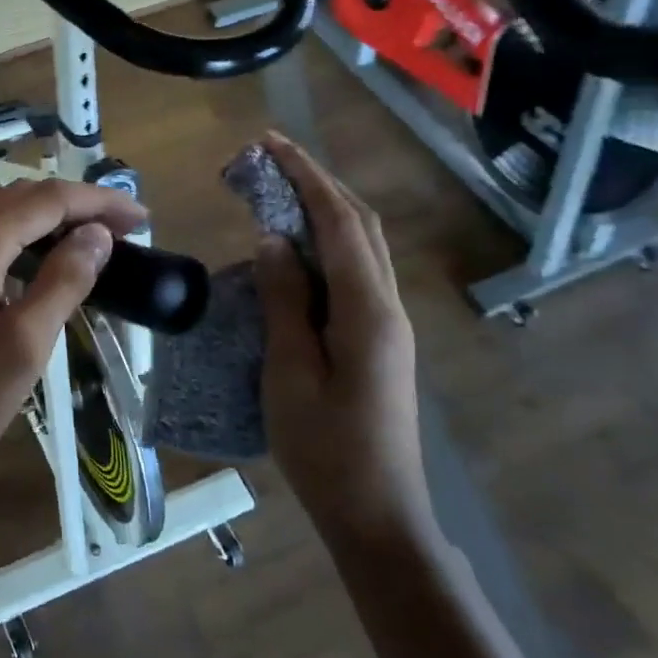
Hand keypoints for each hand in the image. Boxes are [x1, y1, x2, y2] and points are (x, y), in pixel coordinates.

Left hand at [0, 178, 146, 526]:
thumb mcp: (22, 348)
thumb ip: (62, 283)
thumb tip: (95, 235)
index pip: (47, 199)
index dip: (99, 202)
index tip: (141, 219)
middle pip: (20, 199)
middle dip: (75, 206)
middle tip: (123, 231)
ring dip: (46, 223)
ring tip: (89, 245)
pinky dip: (17, 244)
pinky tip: (36, 270)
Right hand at [253, 134, 426, 539]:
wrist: (376, 515)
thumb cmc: (325, 449)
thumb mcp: (290, 372)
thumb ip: (285, 302)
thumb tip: (276, 241)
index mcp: (366, 311)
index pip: (338, 223)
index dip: (305, 177)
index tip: (269, 143)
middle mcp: (386, 307)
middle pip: (360, 226)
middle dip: (317, 184)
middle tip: (269, 160)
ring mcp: (388, 326)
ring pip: (361, 248)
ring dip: (324, 211)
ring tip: (277, 193)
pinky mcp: (379, 343)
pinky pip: (354, 275)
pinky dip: (326, 246)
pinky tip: (295, 252)